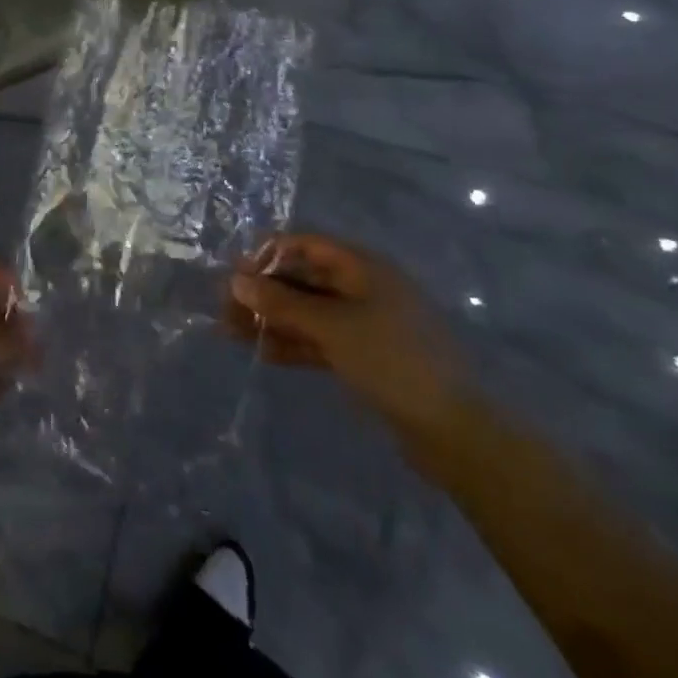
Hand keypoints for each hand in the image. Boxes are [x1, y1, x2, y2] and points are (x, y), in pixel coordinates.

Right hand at [223, 234, 468, 443]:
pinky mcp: (365, 356)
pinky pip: (320, 339)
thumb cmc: (391, 360)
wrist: (452, 431)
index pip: (306, 246)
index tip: (235, 274)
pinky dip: (292, 343)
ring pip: (308, 311)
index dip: (269, 255)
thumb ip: (281, 303)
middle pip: (303, 279)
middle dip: (264, 292)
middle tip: (225, 309)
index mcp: (363, 268)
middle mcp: (362, 288)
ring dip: (272, 319)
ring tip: (231, 333)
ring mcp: (365, 324)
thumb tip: (236, 280)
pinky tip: (263, 353)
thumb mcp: (331, 326)